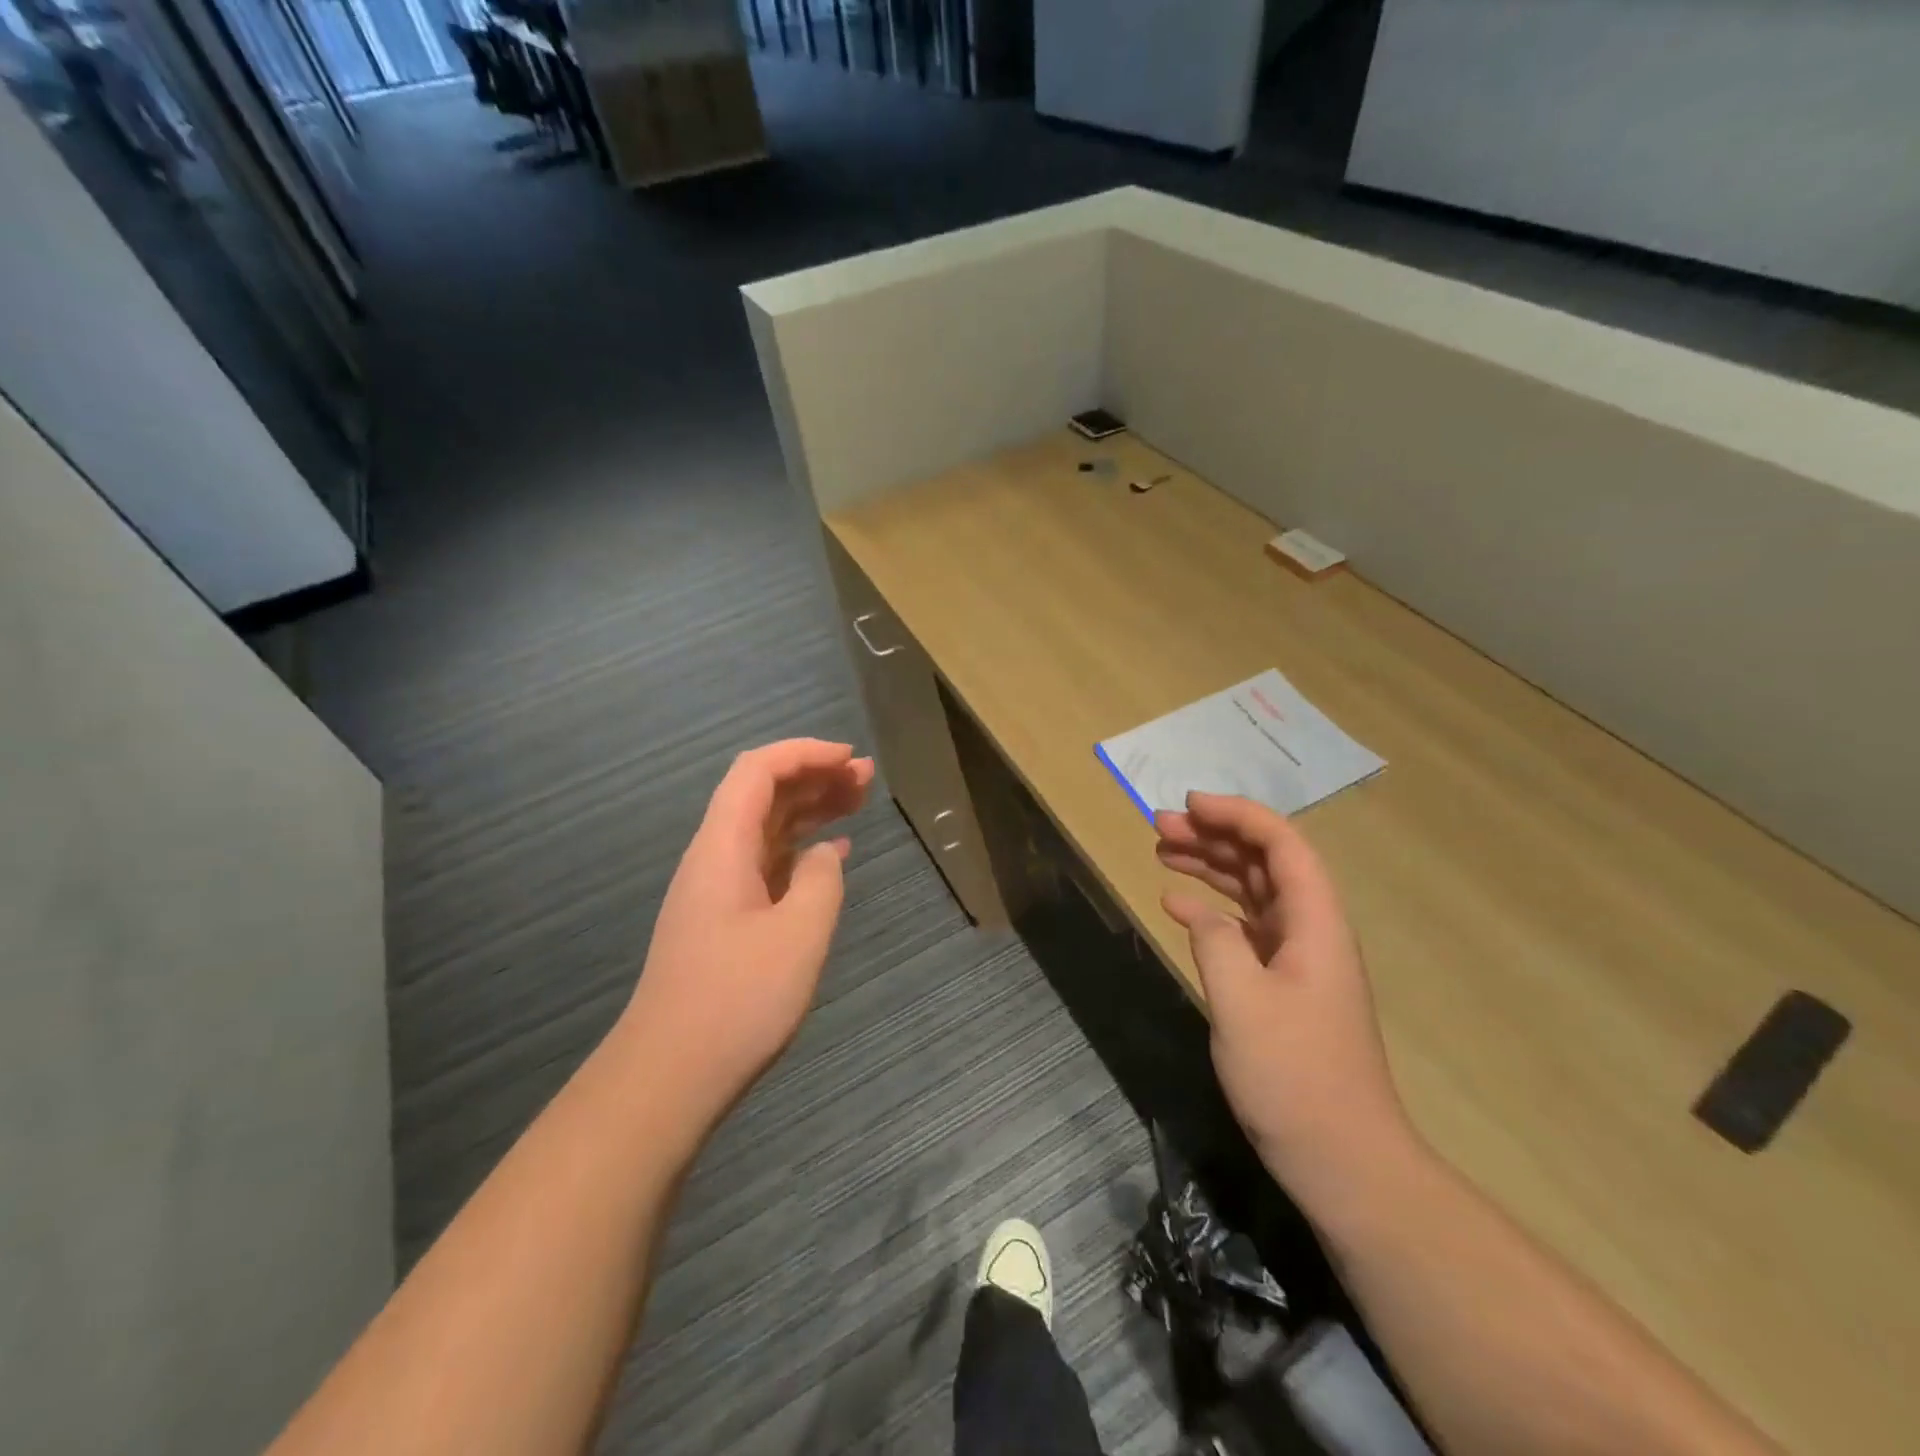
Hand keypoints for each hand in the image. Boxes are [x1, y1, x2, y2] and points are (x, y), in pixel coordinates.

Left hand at [620, 739, 872, 1131]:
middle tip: (865, 778)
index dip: (804, 753)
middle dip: (813, 775)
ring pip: (766, 828)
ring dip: (810, 809)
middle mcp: (715, 857)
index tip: (849, 759)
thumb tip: (823, 854)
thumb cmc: (737, 1000)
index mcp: (723, 847)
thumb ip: (820, 880)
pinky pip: (766, 863)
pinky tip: (832, 854)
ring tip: (857, 802)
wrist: (671, 1075)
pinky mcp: (726, 918)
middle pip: (762, 794)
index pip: (758, 771)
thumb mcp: (799, 934)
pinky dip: (801, 848)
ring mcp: (718, 889)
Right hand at [1155, 793, 1415, 1212]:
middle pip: (1264, 862)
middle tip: (1159, 825)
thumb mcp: (1242, 1003)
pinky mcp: (1281, 985)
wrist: (1342, 1159)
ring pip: (1252, 892)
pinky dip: (1210, 911)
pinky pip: (1244, 929)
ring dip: (1209, 867)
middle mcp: (1311, 930)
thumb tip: (1199, 913)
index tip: (1189, 805)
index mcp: (1315, 924)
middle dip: (1214, 836)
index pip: (1282, 845)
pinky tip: (1176, 905)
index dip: (1237, 815)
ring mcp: (1297, 959)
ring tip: (1161, 850)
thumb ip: (1216, 942)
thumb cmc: (1295, 1077)